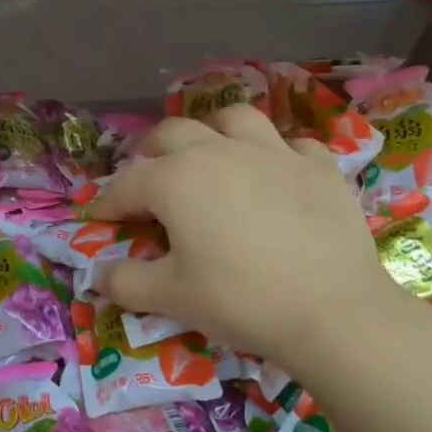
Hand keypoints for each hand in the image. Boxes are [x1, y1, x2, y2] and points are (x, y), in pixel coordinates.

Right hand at [88, 106, 420, 374]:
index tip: (99, 219)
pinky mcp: (319, 167)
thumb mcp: (171, 297)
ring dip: (212, 133)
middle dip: (150, 155)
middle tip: (146, 182)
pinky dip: (276, 155)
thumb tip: (97, 275)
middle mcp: (220, 151)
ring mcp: (274, 153)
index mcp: (176, 179)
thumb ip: (125, 282)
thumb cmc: (240, 299)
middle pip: (172, 134)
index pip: (126, 184)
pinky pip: (292, 145)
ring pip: (234, 119)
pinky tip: (276, 176)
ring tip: (210, 155)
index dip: (108, 202)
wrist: (333, 311)